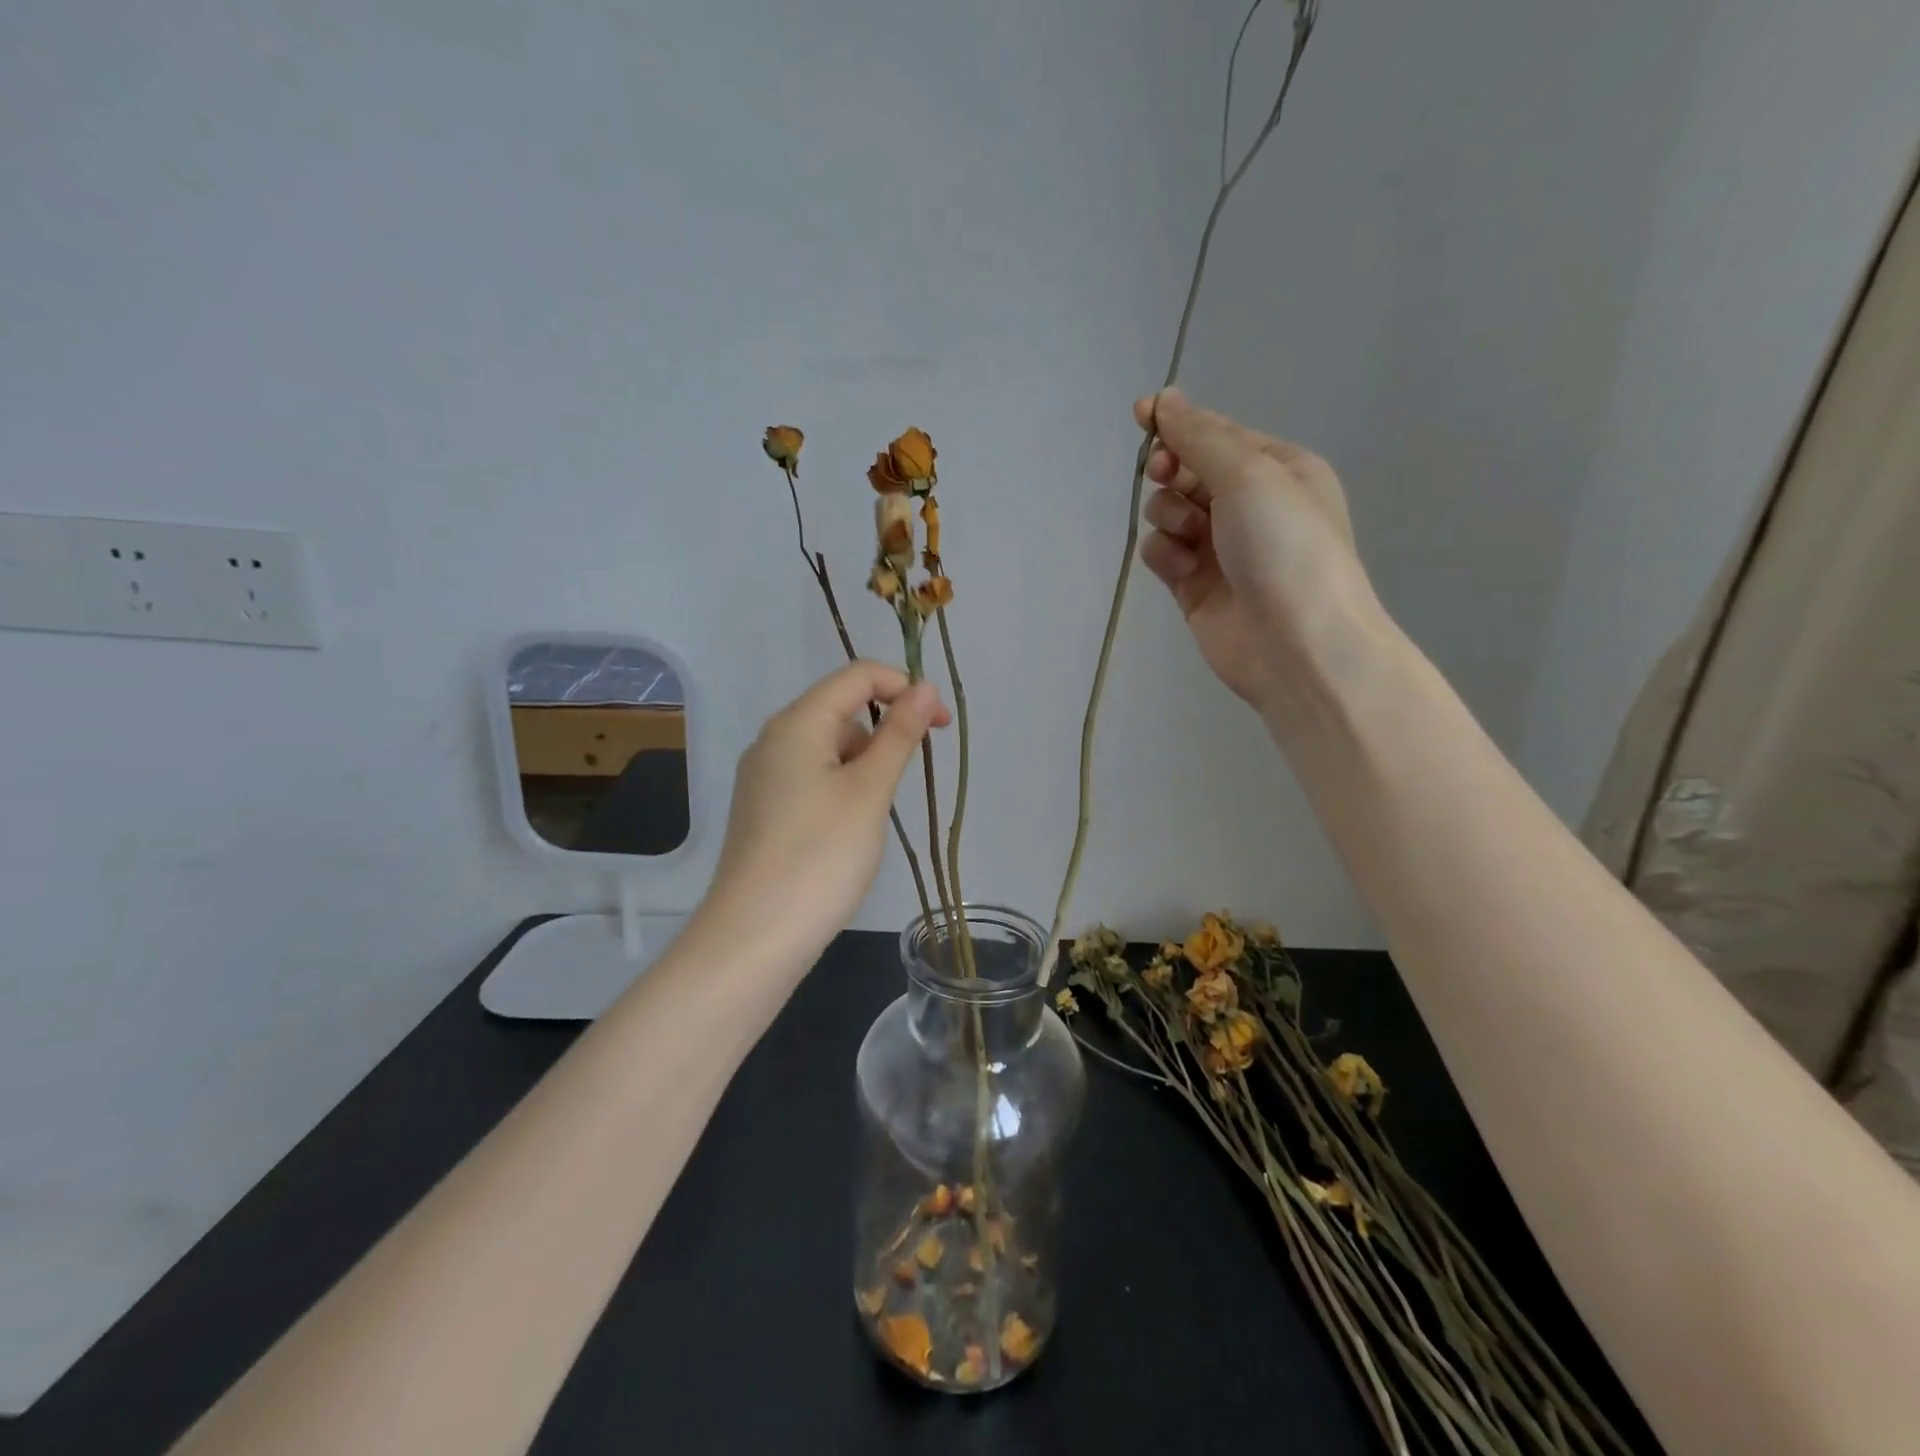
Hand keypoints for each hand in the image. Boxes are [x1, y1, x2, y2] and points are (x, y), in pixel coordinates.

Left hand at [702, 661, 949, 958]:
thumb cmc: (821, 856)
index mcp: (797, 723)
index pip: (857, 675)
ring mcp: (764, 776)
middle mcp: (774, 739)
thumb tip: (925, 688)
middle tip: (913, 771)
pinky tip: (851, 825)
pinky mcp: (764, 808)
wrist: (755, 936)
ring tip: (878, 810)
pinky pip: (812, 776)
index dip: (905, 688)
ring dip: (865, 760)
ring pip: (828, 746)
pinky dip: (842, 784)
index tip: (941, 725)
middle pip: (840, 707)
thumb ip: (899, 734)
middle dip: (886, 726)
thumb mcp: (870, 791)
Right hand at [1136, 388, 1375, 713]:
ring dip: (1168, 515)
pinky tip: (1180, 569)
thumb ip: (1200, 437)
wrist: (1298, 646)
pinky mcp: (1195, 587)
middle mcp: (1249, 505)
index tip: (1142, 415)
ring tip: (1189, 537)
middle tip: (1167, 477)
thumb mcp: (1249, 475)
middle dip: (1172, 471)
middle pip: (1188, 471)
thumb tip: (1166, 399)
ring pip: (1168, 512)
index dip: (1178, 423)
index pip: (1217, 433)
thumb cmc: (1285, 547)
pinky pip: (1161, 553)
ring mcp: (1220, 548)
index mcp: (1278, 469)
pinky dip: (1163, 554)